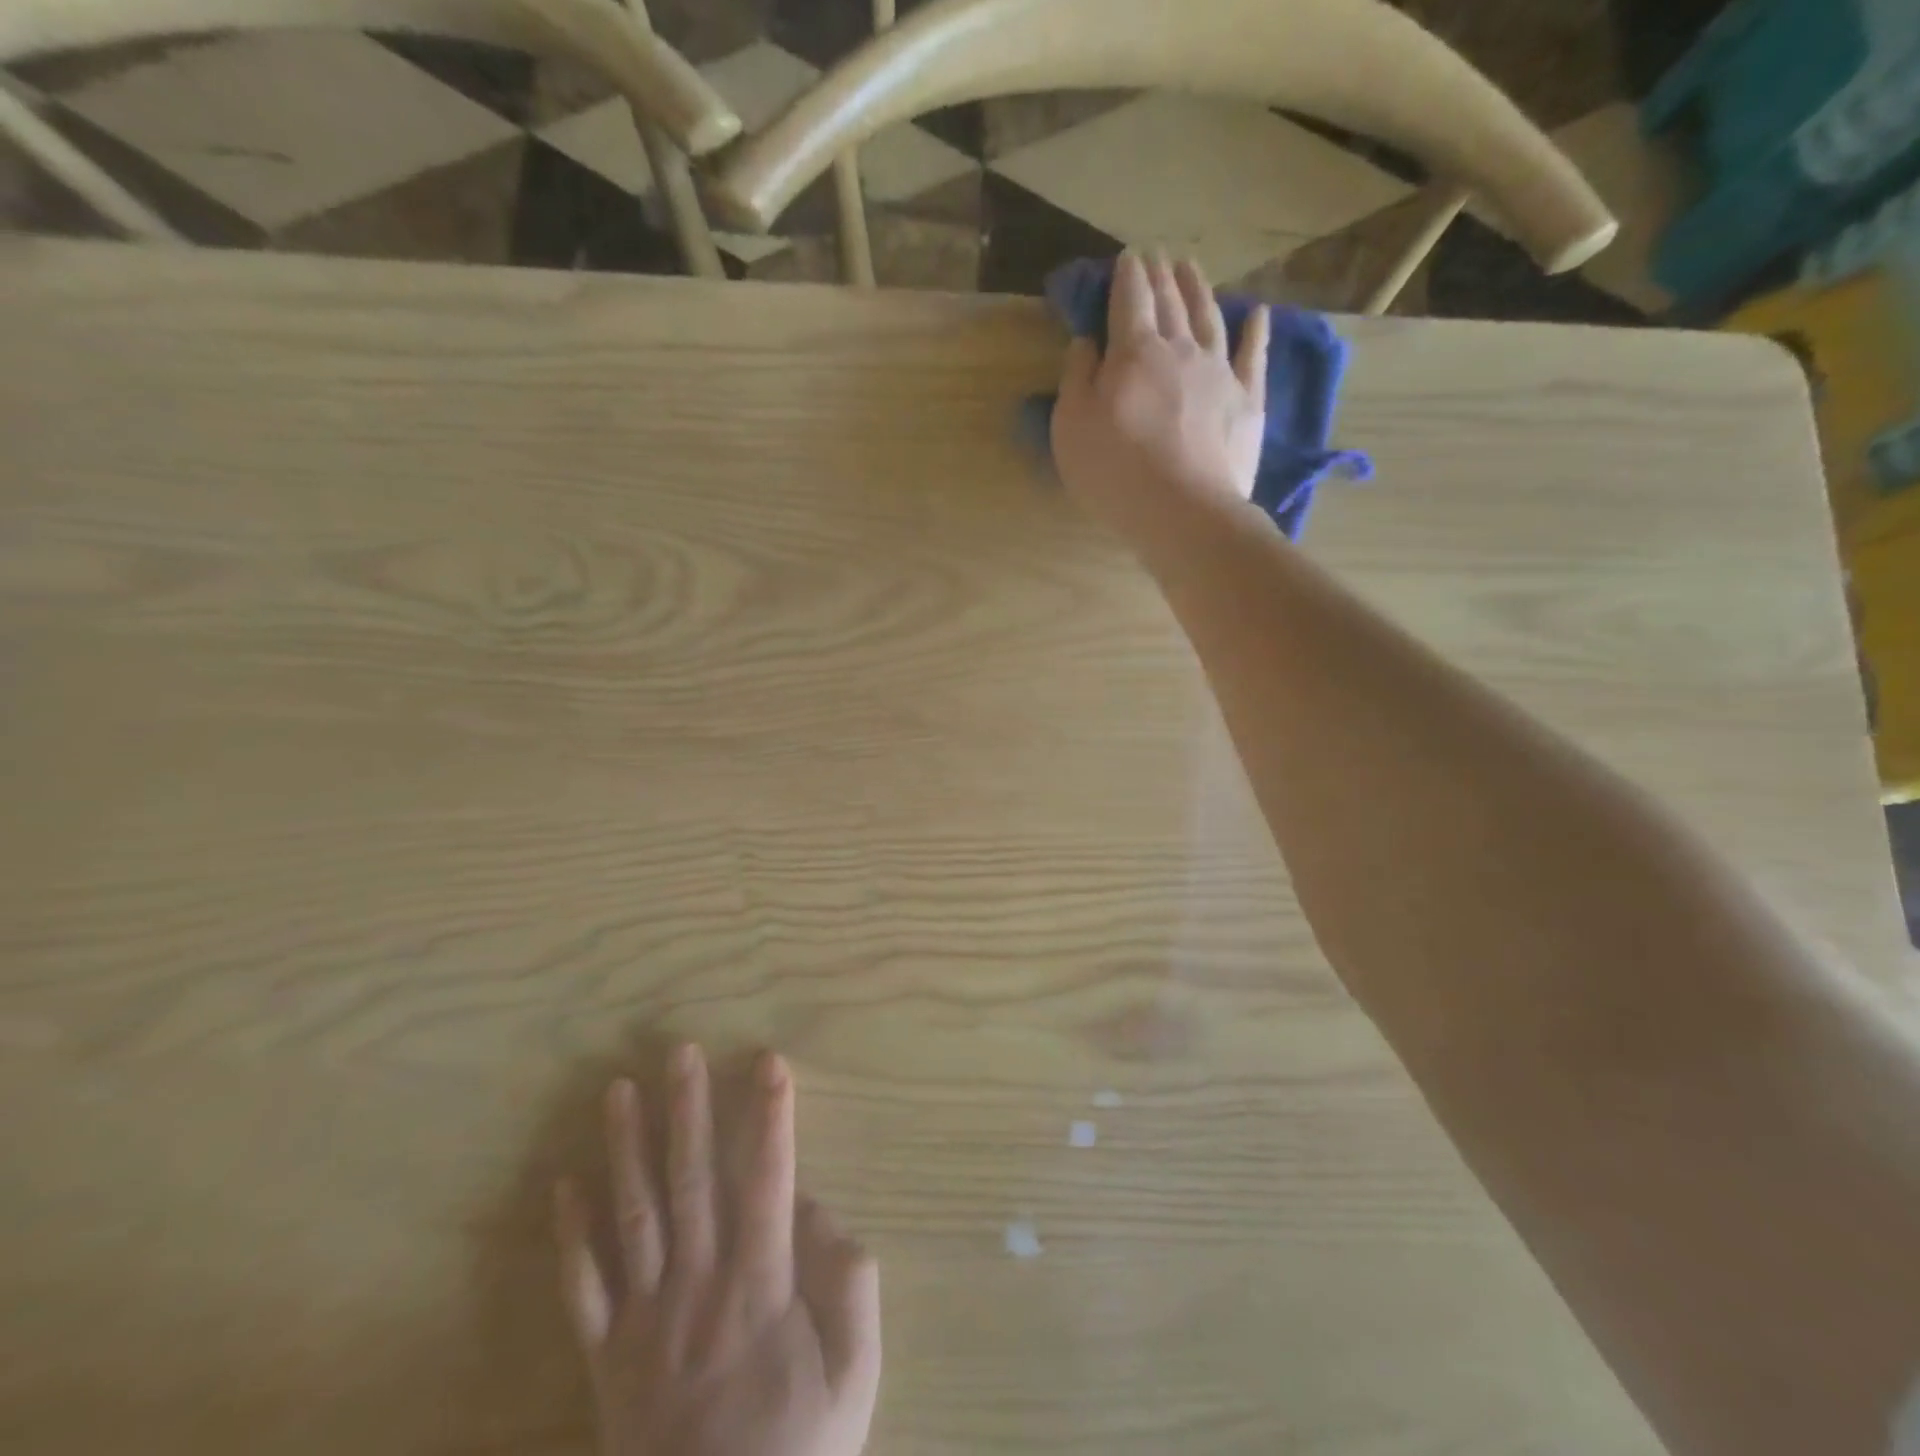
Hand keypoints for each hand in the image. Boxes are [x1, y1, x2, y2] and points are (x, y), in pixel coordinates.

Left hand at [555, 1046, 881, 1455]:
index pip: (768, 1181)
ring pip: (633, 1217)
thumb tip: (817, 1210)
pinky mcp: (606, 1359)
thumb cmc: (797, 1454)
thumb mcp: (854, 1379)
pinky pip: (584, 1289)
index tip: (769, 1061)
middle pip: (691, 1181)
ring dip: (625, 1149)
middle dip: (688, 1110)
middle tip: (679, 1051)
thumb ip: (850, 1286)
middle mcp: (697, 1287)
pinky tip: (564, 1185)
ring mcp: (644, 1321)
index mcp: (759, 1288)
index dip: (770, 1117)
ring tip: (617, 1090)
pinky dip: (570, 1237)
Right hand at [1050, 252, 1269, 545]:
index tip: (1126, 257)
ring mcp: (1219, 372)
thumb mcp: (1071, 427)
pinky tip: (1258, 314)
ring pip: (1209, 317)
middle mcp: (1179, 349)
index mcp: (1133, 351)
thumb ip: (1076, 378)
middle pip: (1169, 301)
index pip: (1129, 299)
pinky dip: (1256, 332)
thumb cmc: (1115, 472)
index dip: (1126, 275)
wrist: (1184, 512)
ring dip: (1199, 289)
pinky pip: (1254, 356)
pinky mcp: (1247, 401)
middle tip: (1156, 255)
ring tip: (1192, 267)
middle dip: (1160, 275)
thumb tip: (1087, 341)